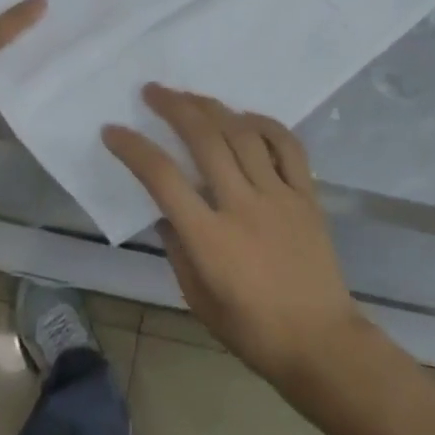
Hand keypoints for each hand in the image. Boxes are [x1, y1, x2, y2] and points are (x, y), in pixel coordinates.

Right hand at [104, 84, 365, 388]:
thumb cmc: (253, 332)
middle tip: (152, 91)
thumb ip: (179, 250)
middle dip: (174, 108)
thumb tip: (165, 210)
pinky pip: (286, 145)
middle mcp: (242, 206)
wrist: (321, 343)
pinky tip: (245, 117)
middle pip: (204, 139)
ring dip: (212, 108)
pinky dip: (264, 123)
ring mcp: (278, 195)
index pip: (163, 179)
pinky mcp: (306, 194)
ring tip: (191, 96)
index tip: (113, 130)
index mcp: (210, 239)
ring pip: (242, 133)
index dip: (134, 149)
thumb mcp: (199, 300)